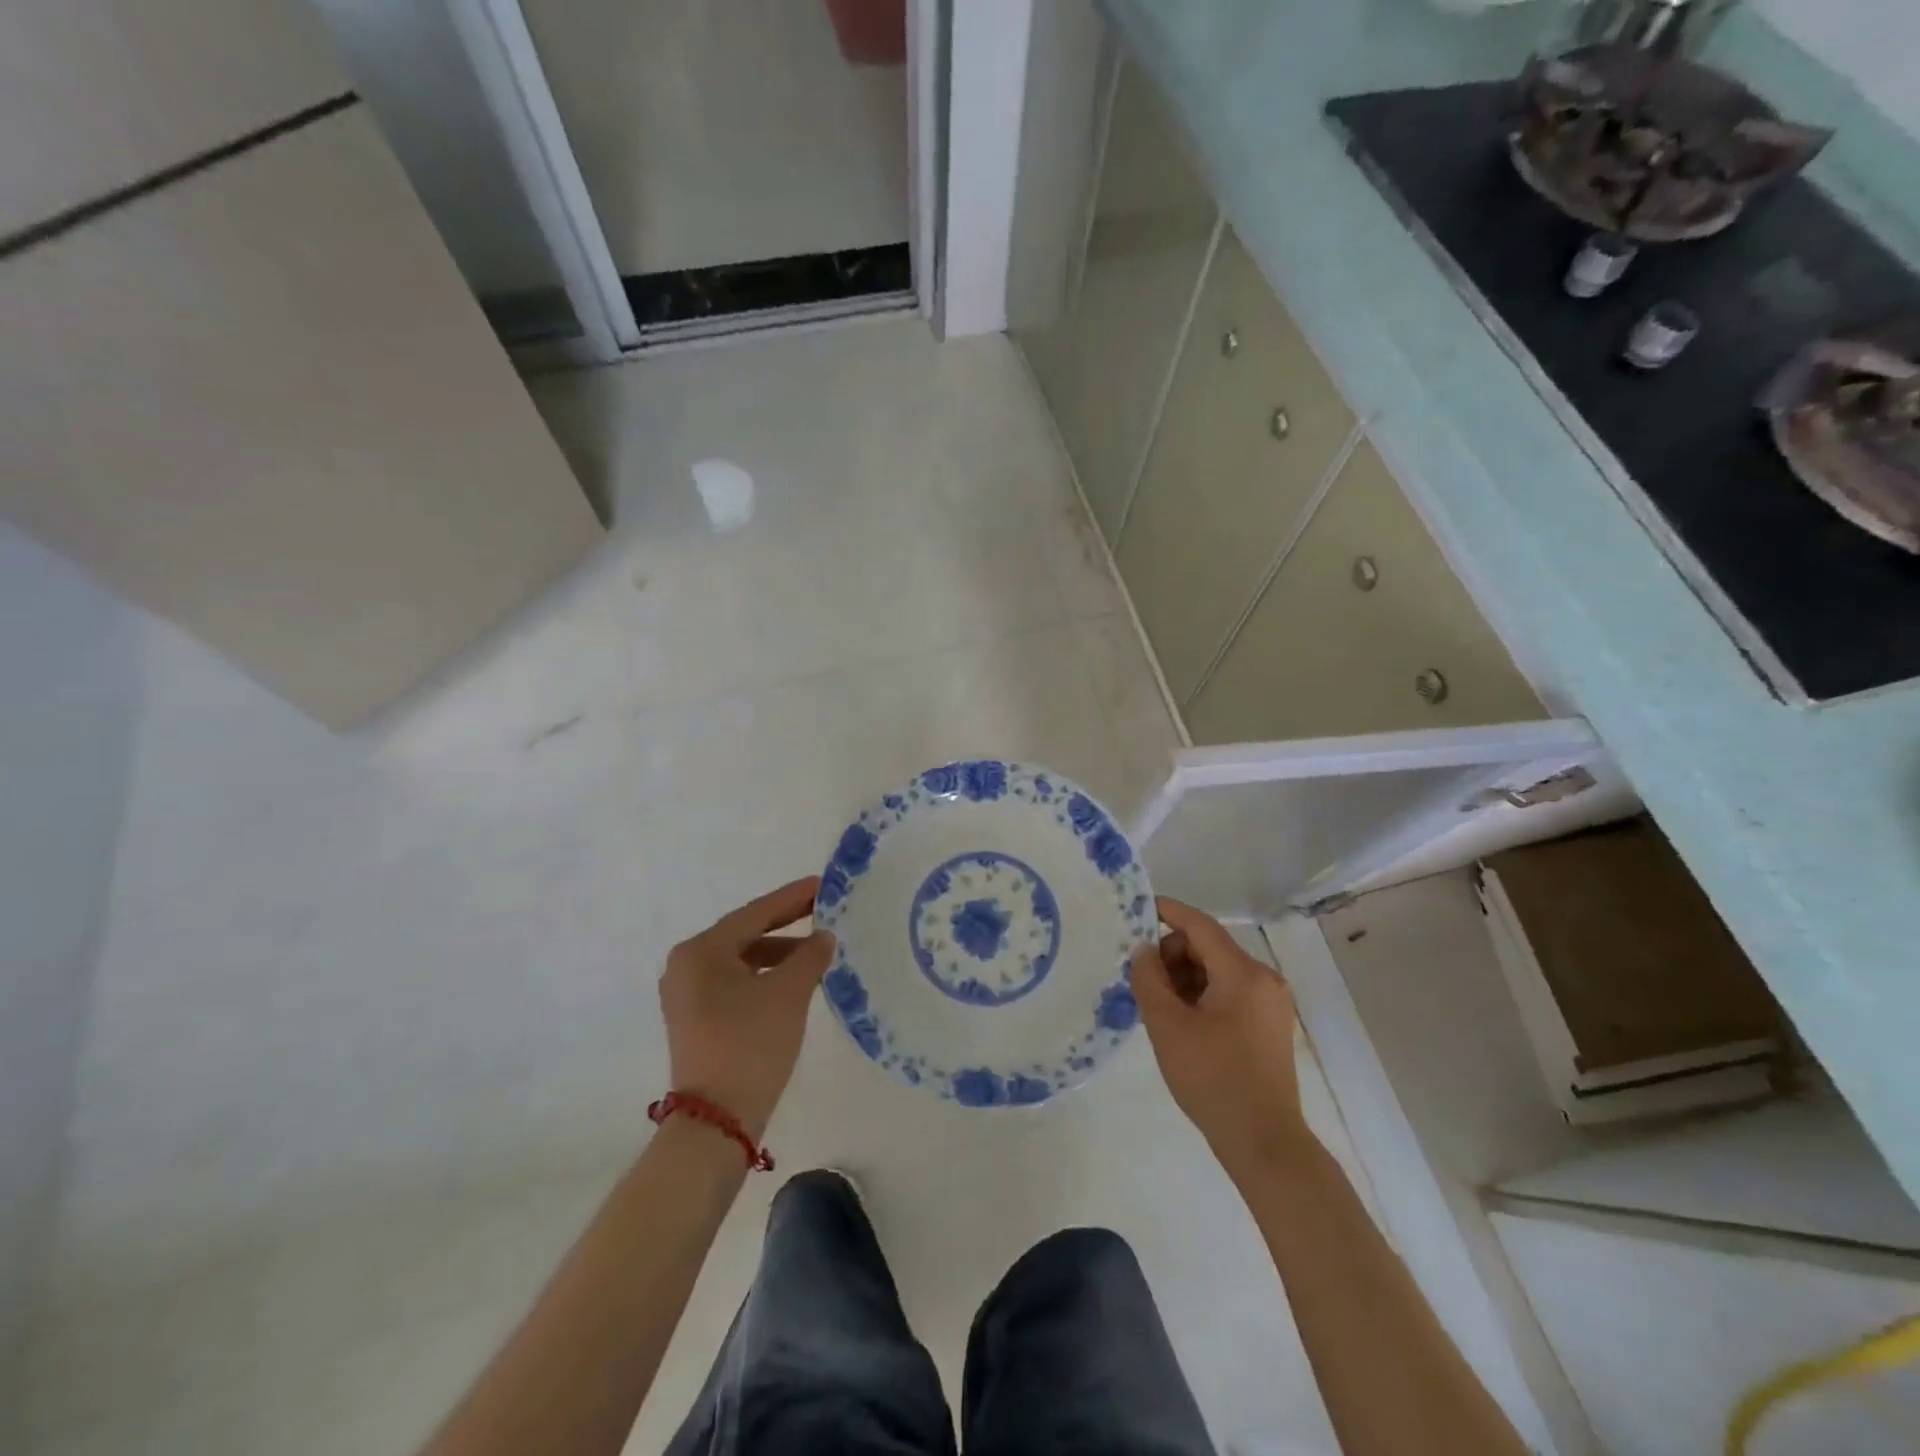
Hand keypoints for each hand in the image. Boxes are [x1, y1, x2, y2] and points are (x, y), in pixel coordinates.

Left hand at [660, 878, 835, 1139]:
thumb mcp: (789, 993)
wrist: (717, 1121)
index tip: (821, 884)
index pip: (754, 914)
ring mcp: (687, 996)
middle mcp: (686, 967)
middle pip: (744, 935)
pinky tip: (793, 982)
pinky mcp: (696, 1020)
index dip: (791, 898)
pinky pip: (735, 983)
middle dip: (785, 924)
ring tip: (816, 953)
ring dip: (778, 954)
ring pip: (741, 961)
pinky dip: (764, 977)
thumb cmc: (750, 1043)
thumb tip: (823, 937)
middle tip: (822, 911)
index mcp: (700, 951)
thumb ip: (810, 956)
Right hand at [1132, 897, 1308, 1181]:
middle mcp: (1263, 979)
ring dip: (1185, 978)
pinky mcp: (1269, 1024)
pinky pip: (1229, 992)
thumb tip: (1143, 951)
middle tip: (1143, 982)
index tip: (1136, 909)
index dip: (1167, 912)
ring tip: (1159, 1007)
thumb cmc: (1213, 1080)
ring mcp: (1270, 1003)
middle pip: (1208, 947)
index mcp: (1243, 974)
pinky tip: (1181, 1020)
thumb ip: (1149, 980)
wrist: (1264, 1143)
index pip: (1200, 926)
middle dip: (1172, 956)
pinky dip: (1202, 995)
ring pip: (1217, 970)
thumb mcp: (1168, 1027)